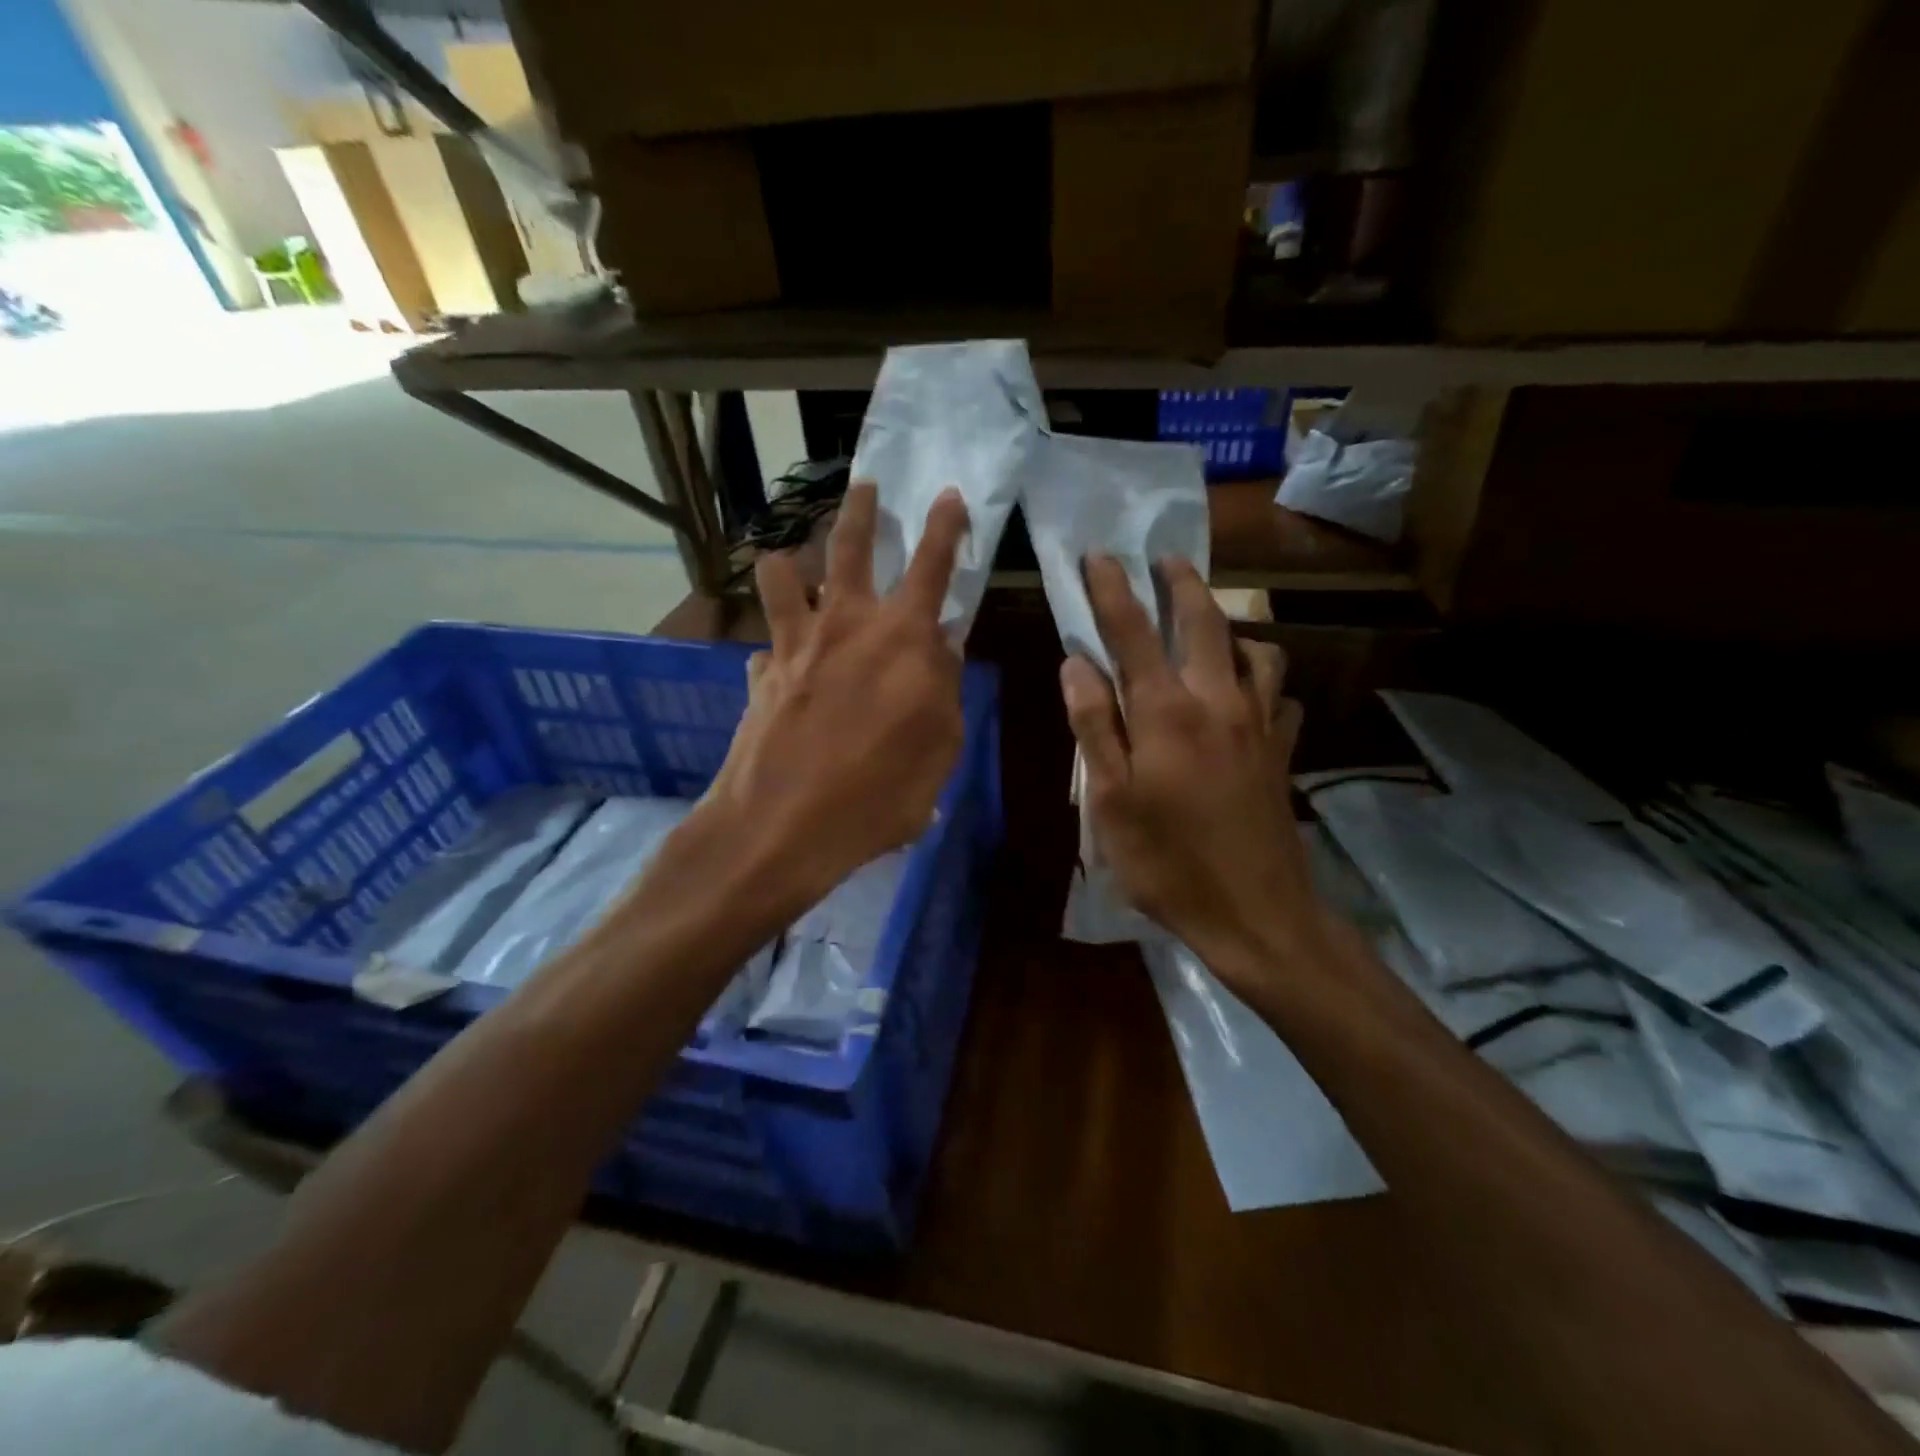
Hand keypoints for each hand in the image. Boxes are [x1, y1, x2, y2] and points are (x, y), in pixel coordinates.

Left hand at [701, 482, 968, 904]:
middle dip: (860, 509)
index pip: (931, 564)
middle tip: (865, 486)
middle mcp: (844, 623)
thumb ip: (943, 689)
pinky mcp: (760, 675)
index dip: (944, 525)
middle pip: (848, 545)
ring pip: (782, 575)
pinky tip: (781, 668)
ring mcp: (794, 644)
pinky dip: (778, 648)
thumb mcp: (940, 748)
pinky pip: (766, 645)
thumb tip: (941, 648)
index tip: (948, 495)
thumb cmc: (879, 795)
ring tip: (793, 562)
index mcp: (901, 637)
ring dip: (790, 560)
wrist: (783, 828)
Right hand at [1060, 556, 1323, 986]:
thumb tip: (1076, 663)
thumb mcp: (1109, 802)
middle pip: (1203, 622)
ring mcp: (1260, 725)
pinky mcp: (1282, 752)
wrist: (1256, 914)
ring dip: (1229, 627)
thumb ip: (1093, 726)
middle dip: (1180, 584)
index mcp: (1166, 713)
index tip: (1099, 556)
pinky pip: (1281, 697)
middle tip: (1163, 559)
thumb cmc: (1168, 863)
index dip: (1112, 590)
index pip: (1133, 632)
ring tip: (1208, 627)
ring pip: (1254, 651)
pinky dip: (1263, 683)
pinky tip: (1251, 696)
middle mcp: (1219, 702)